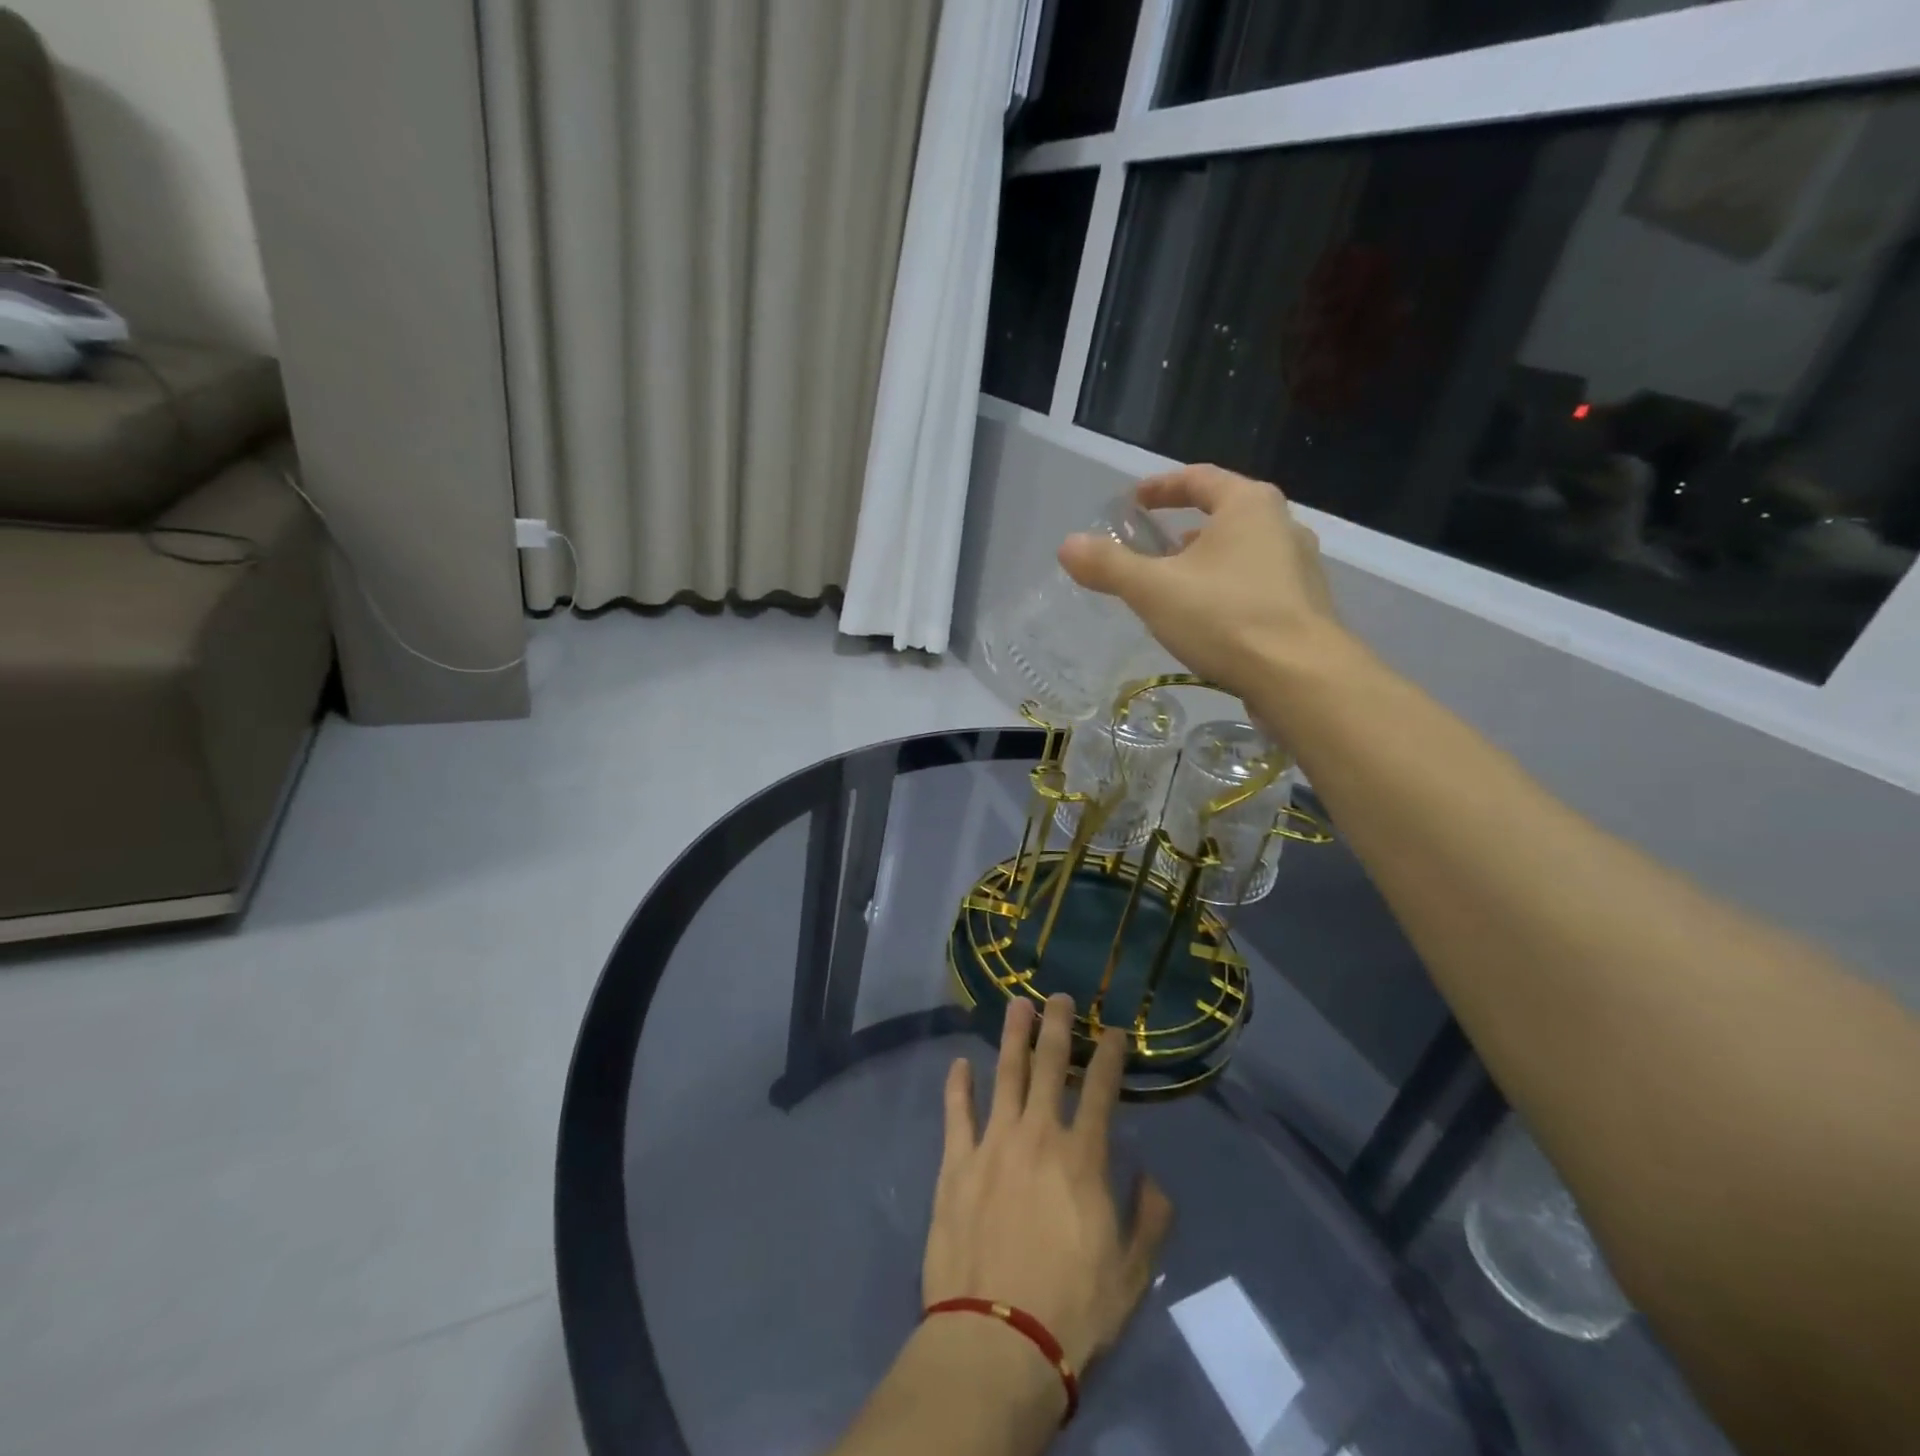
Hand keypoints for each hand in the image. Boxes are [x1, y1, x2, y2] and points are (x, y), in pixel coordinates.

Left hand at [924, 995, 1173, 1374]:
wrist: (997, 1339)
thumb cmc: (1072, 1309)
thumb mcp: (1132, 1273)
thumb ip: (1149, 1218)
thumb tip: (1151, 1176)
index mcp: (1082, 1157)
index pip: (1100, 1090)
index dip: (1108, 1055)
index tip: (1112, 1030)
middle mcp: (1037, 1136)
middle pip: (1048, 1066)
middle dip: (1056, 1027)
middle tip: (1058, 996)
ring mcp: (992, 1144)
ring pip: (1004, 1075)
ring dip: (1012, 1037)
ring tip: (1016, 1005)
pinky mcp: (956, 1164)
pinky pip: (957, 1113)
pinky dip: (958, 1086)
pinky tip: (959, 1063)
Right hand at [1058, 464, 1345, 701]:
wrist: (1300, 677)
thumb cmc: (1225, 617)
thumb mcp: (1154, 589)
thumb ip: (1109, 565)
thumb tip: (1068, 545)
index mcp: (1248, 505)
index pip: (1198, 479)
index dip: (1160, 487)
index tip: (1133, 501)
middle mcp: (1282, 525)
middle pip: (1224, 514)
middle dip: (1183, 528)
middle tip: (1151, 546)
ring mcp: (1300, 567)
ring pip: (1241, 552)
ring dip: (1205, 562)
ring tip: (1174, 586)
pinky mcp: (1304, 606)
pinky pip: (1255, 585)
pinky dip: (1225, 590)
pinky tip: (1207, 621)